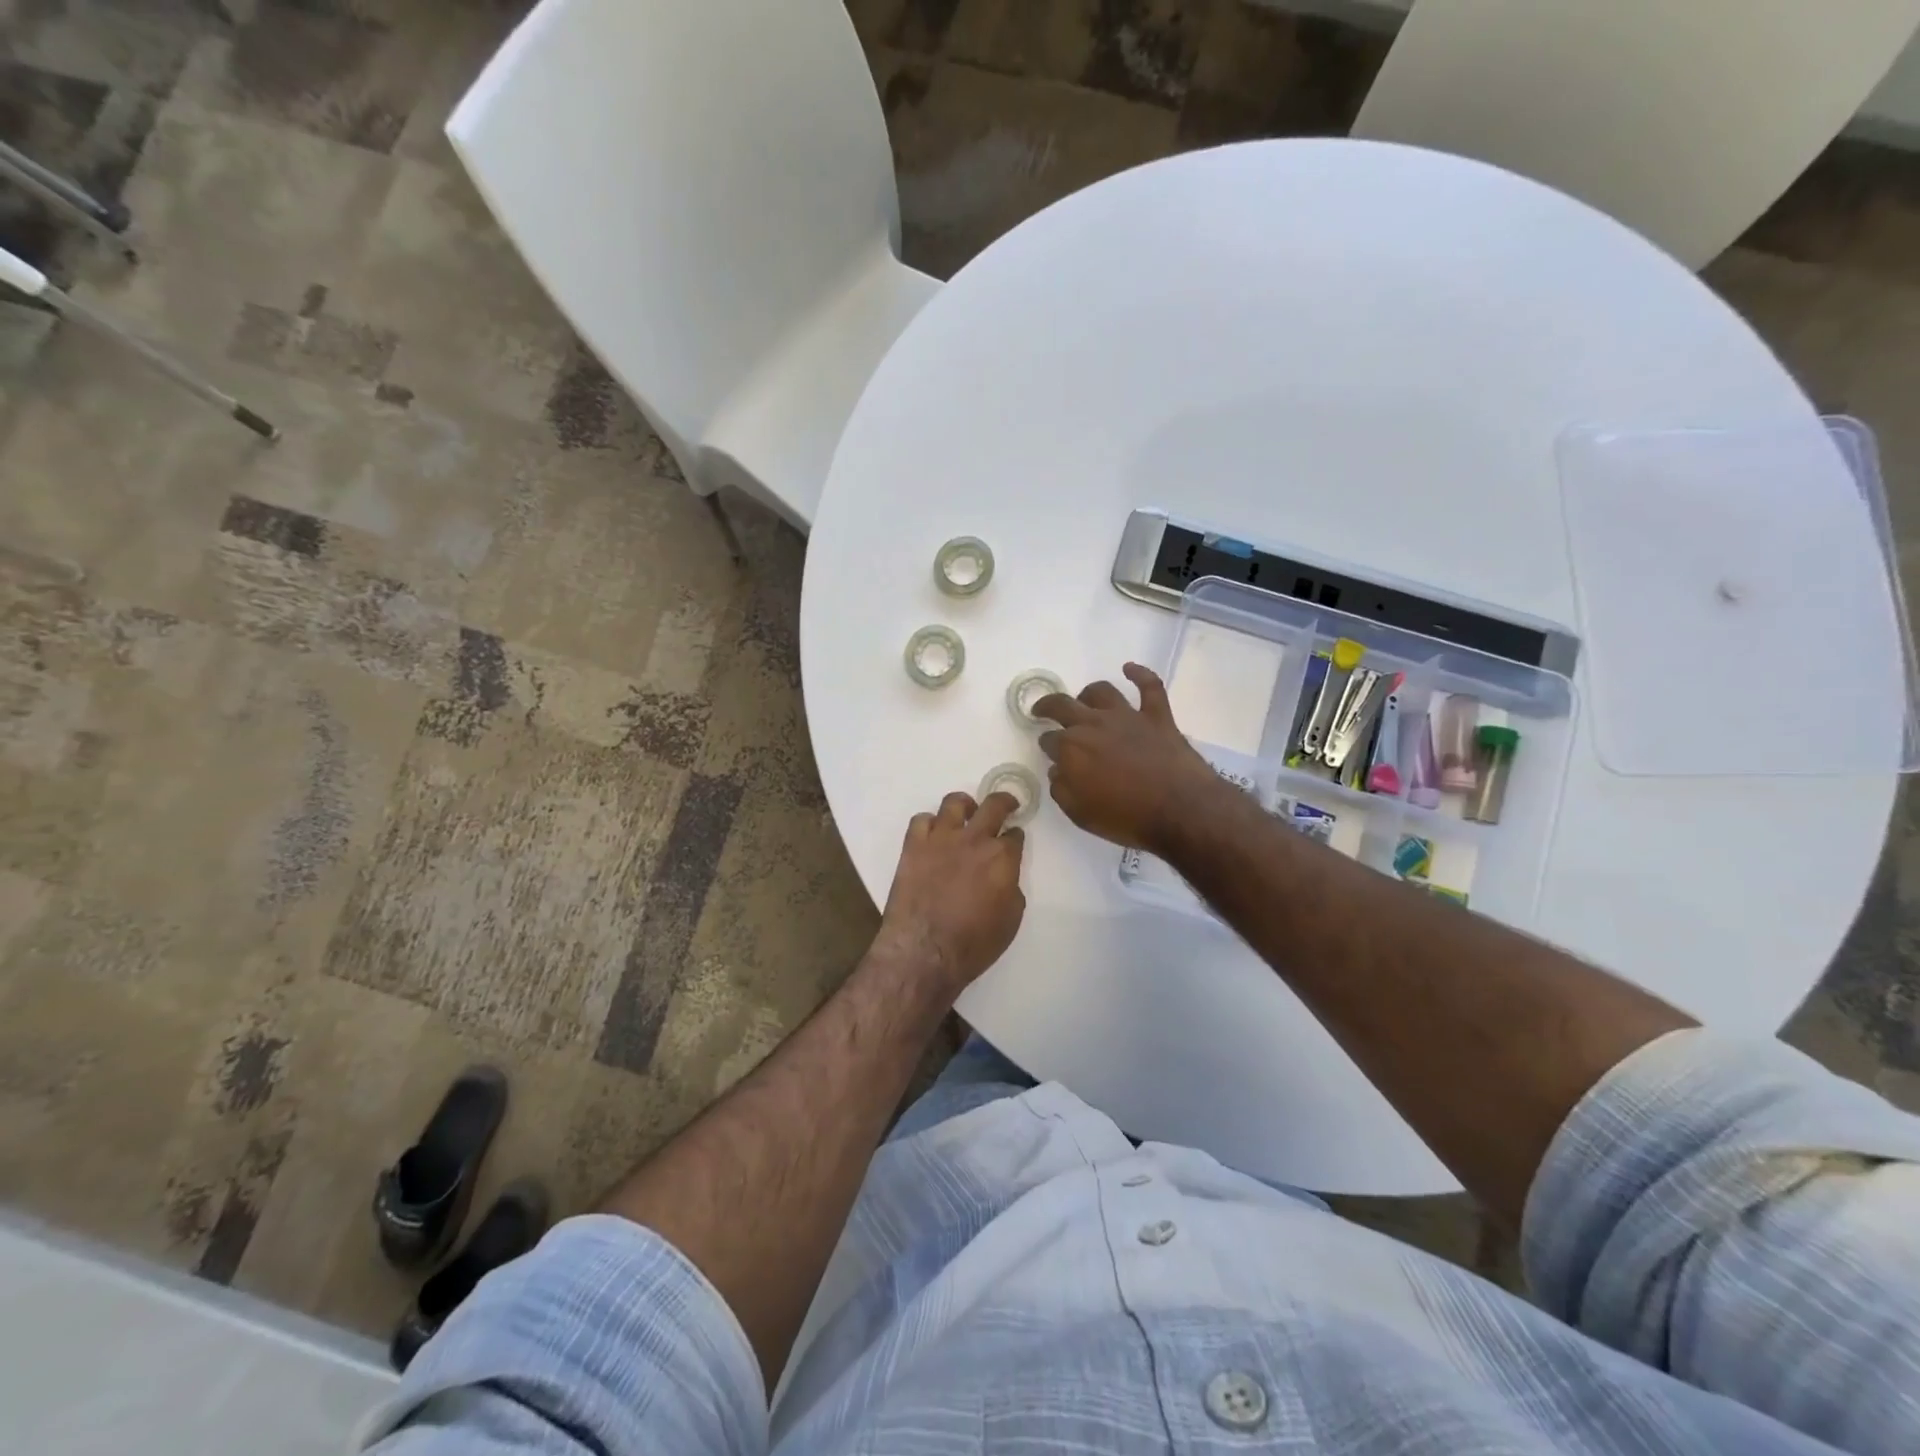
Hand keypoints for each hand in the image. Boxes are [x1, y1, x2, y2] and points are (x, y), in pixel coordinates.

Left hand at [876, 791, 1026, 995]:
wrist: (925, 951)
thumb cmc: (974, 943)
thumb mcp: (1011, 919)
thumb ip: (1011, 887)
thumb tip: (1004, 875)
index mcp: (1002, 857)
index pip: (1015, 835)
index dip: (1016, 837)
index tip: (1014, 840)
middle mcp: (974, 839)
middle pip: (993, 805)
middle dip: (1004, 802)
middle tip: (1006, 805)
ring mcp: (941, 839)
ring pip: (954, 803)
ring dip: (965, 805)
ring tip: (966, 813)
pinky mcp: (913, 846)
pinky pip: (921, 820)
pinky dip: (929, 823)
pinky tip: (933, 834)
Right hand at [1033, 664, 1223, 855]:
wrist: (1180, 810)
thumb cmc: (1127, 817)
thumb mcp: (1081, 814)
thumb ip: (1062, 790)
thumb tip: (1057, 771)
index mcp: (1071, 748)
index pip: (1049, 740)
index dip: (1047, 746)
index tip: (1050, 754)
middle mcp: (1094, 724)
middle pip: (1063, 706)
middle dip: (1048, 707)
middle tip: (1043, 711)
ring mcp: (1127, 716)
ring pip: (1101, 691)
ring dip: (1088, 694)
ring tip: (1084, 700)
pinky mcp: (1157, 716)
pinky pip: (1149, 686)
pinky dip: (1140, 674)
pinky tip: (1129, 669)